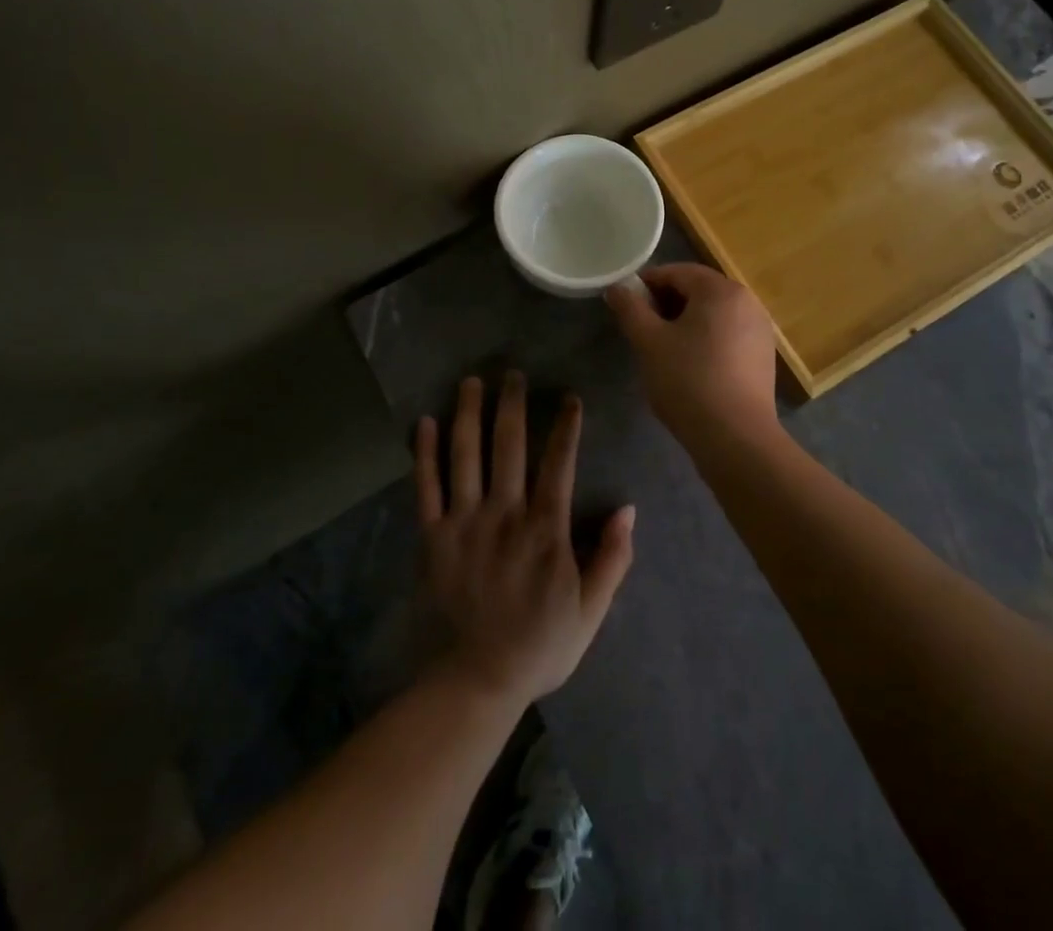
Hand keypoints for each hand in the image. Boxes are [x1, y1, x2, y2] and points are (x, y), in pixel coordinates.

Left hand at [415, 373, 634, 707]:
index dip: (566, 427)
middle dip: (512, 405)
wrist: (478, 679)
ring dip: (468, 414)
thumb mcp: (591, 610)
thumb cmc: (541, 643)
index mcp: (544, 528)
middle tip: (512, 374)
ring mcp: (464, 522)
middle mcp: (504, 514)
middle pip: (508, 445)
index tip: (569, 398)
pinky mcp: (433, 536)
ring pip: (466, 455)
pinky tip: (424, 422)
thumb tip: (628, 509)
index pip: (558, 463)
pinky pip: (426, 487)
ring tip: (471, 382)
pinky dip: (424, 453)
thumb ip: (612, 559)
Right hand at [604, 263, 779, 445]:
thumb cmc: (688, 381)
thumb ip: (630, 309)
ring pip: (714, 313)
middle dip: (667, 303)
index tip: (626, 304)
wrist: (736, 437)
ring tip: (663, 348)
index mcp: (721, 290)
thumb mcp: (649, 342)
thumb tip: (617, 288)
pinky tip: (691, 366)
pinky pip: (728, 334)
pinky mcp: (763, 356)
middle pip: (699, 290)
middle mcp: (747, 301)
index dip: (647, 283)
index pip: (677, 272)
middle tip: (642, 328)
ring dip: (686, 322)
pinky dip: (706, 339)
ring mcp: (760, 329)